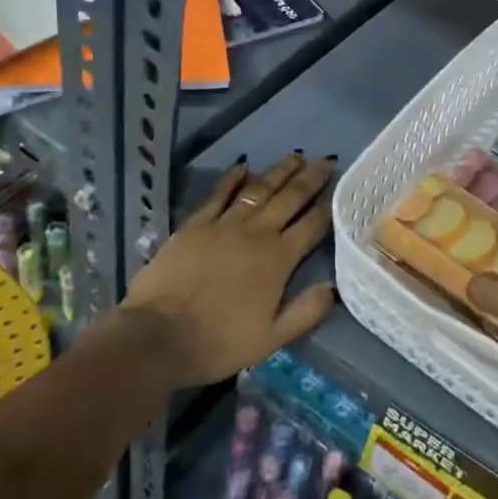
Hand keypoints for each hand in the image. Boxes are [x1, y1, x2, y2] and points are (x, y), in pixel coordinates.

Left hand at [117, 153, 337, 386]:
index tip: (339, 188)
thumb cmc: (217, 342)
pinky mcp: (196, 224)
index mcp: (278, 260)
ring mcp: (224, 225)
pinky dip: (232, 178)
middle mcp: (256, 234)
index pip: (311, 226)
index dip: (327, 207)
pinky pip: (219, 195)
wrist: (158, 335)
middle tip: (324, 160)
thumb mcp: (270, 340)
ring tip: (295, 156)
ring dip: (278, 172)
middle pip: (289, 199)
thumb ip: (305, 312)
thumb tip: (333, 287)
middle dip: (309, 179)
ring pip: (258, 190)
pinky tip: (243, 166)